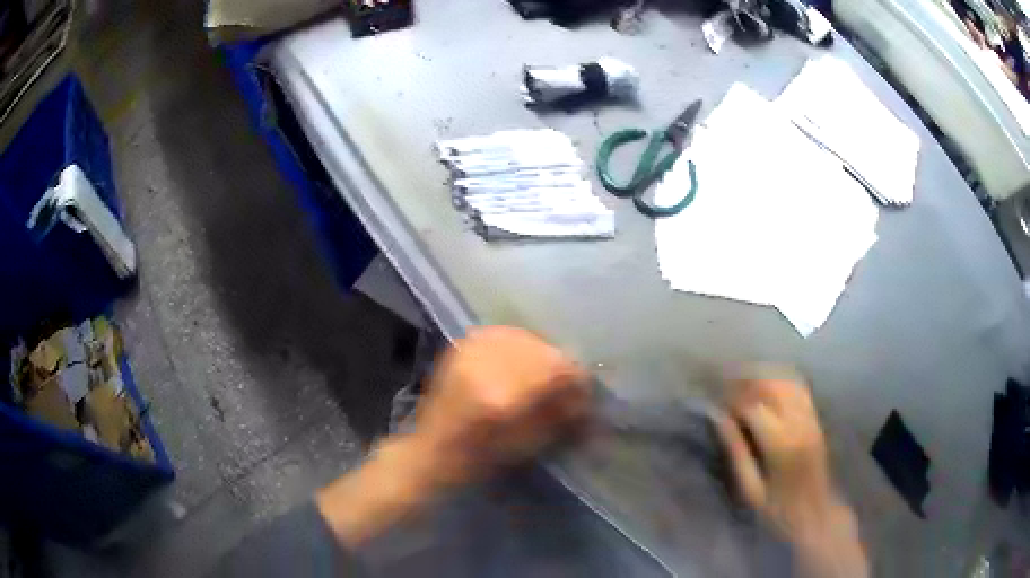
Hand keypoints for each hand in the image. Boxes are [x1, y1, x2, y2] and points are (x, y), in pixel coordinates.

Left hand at [317, 327, 589, 546]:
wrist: (431, 451)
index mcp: (502, 396)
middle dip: (561, 365)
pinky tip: (521, 359)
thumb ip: (559, 414)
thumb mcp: (527, 445)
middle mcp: (485, 365)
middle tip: (566, 383)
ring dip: (541, 353)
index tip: (584, 391)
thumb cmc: (480, 458)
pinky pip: (502, 333)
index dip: (577, 378)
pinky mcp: (462, 347)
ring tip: (543, 372)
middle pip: (542, 349)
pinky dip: (519, 343)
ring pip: (524, 337)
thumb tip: (585, 393)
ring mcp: (470, 352)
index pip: (555, 369)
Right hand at [718, 379, 867, 576]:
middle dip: (746, 380)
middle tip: (725, 386)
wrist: (817, 513)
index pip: (753, 406)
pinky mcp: (816, 417)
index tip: (716, 403)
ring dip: (763, 375)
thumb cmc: (779, 509)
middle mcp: (799, 422)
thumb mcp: (751, 489)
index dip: (732, 399)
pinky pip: (799, 386)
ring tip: (743, 382)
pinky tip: (767, 384)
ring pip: (787, 380)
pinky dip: (781, 378)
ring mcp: (811, 417)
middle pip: (772, 384)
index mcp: (781, 443)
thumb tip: (718, 418)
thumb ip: (736, 451)